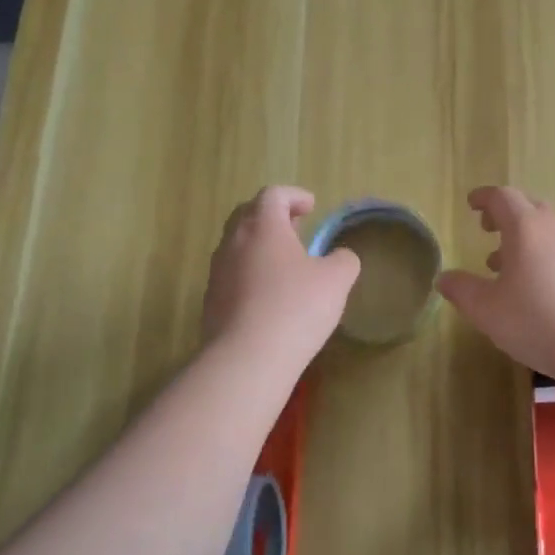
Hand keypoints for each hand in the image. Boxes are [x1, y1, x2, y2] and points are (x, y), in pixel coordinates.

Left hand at [203, 187, 360, 369]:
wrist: (247, 359)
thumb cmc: (296, 307)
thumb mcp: (336, 280)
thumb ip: (343, 260)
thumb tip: (339, 257)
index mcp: (263, 227)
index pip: (273, 195)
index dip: (294, 196)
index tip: (311, 206)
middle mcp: (233, 242)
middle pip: (247, 215)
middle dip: (272, 216)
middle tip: (295, 228)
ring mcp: (217, 273)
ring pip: (236, 246)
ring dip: (260, 246)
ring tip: (284, 263)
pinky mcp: (211, 302)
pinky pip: (231, 275)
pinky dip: (250, 274)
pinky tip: (269, 296)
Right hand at [437, 185, 554, 381]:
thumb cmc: (537, 320)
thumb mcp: (487, 310)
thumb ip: (462, 290)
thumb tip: (444, 278)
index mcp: (526, 226)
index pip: (502, 197)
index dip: (484, 198)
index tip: (471, 204)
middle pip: (529, 206)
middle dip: (505, 214)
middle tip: (488, 230)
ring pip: (548, 227)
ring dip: (525, 236)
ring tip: (506, 263)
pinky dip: (544, 252)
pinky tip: (536, 283)